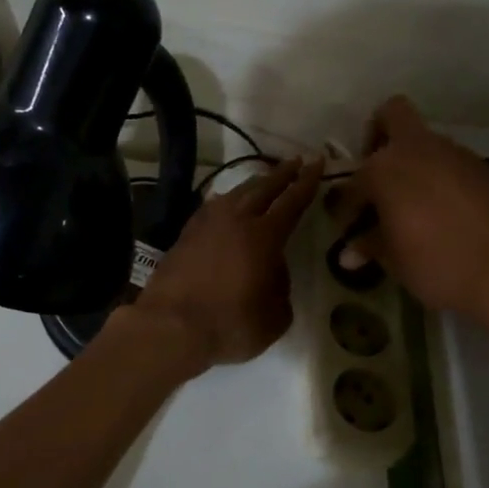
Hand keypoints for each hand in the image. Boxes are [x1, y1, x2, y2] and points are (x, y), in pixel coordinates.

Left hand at [131, 156, 323, 370]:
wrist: (170, 326)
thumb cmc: (229, 325)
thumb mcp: (274, 316)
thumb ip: (281, 287)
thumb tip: (273, 270)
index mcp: (264, 236)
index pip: (292, 201)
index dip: (307, 181)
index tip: (317, 162)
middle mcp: (236, 220)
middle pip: (263, 188)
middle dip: (282, 173)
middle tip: (296, 161)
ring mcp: (207, 224)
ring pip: (236, 193)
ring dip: (254, 183)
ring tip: (265, 178)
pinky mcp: (186, 234)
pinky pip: (212, 206)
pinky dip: (226, 199)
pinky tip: (225, 199)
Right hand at [331, 96, 488, 336]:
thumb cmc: (440, 264)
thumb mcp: (395, 261)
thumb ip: (370, 247)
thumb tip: (349, 253)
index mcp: (385, 167)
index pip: (353, 181)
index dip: (346, 206)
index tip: (348, 227)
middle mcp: (418, 149)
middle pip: (391, 116)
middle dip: (377, 138)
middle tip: (375, 179)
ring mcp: (455, 155)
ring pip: (423, 143)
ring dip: (410, 164)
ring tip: (408, 207)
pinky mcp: (484, 170)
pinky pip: (448, 164)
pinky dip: (437, 180)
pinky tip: (439, 214)